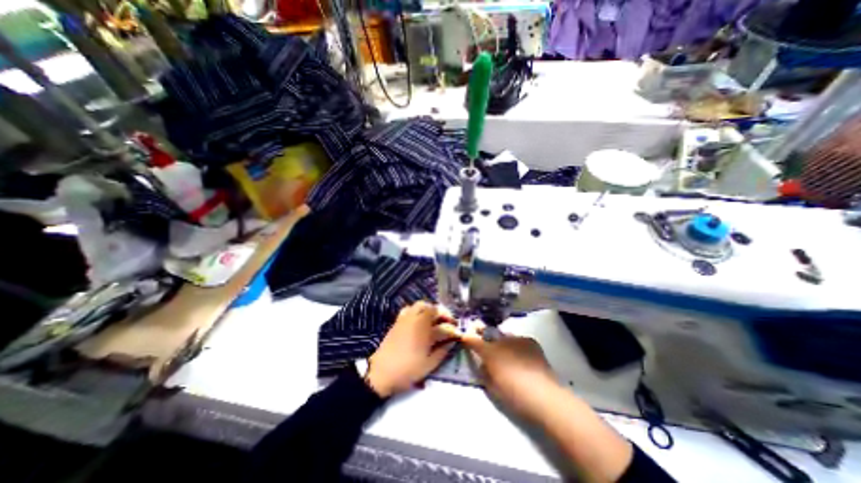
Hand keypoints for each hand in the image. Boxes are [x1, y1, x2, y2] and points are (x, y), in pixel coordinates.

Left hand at [364, 300, 460, 397]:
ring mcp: (406, 319)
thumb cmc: (407, 370)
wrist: (380, 372)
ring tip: (434, 320)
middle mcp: (417, 320)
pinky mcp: (398, 321)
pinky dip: (416, 310)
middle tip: (447, 323)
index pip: (444, 326)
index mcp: (426, 332)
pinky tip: (418, 320)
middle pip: (433, 308)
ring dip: (430, 309)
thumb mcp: (428, 366)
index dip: (453, 330)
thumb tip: (451, 342)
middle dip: (442, 313)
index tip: (458, 335)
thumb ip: (442, 352)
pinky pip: (409, 308)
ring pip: (421, 305)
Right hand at [461, 329, 562, 418]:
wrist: (545, 397)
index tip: (464, 337)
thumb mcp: (492, 387)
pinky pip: (518, 341)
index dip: (467, 338)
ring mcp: (516, 339)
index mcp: (489, 352)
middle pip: (489, 334)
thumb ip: (484, 373)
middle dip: (485, 337)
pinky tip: (523, 359)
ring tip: (509, 356)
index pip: (473, 340)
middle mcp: (501, 341)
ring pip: (504, 337)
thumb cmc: (514, 395)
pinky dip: (517, 347)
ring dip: (503, 344)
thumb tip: (484, 364)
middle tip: (486, 343)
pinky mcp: (530, 341)